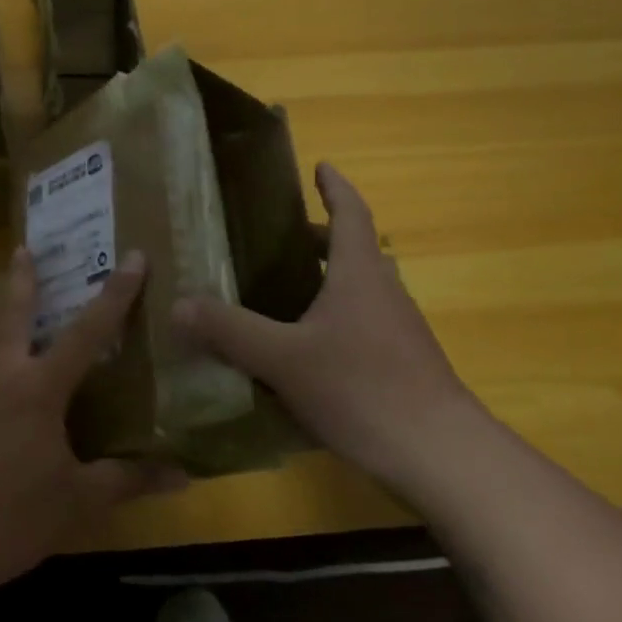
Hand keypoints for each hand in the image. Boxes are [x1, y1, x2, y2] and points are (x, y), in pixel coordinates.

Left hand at [0, 248, 178, 605]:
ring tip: (11, 296)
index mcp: (37, 387)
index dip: (115, 293)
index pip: (88, 330)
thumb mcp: (76, 502)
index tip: (132, 257)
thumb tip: (183, 476)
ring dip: (1, 309)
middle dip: (23, 278)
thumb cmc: (8, 518)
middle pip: (13, 311)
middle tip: (25, 248)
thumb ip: (127, 481)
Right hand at [172, 162, 483, 486]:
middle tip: (281, 239)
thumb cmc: (363, 389)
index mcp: (360, 275)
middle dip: (322, 238)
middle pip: (356, 251)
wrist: (443, 455)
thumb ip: (230, 330)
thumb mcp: (283, 359)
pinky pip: (366, 324)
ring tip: (286, 291)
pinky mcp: (405, 365)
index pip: (351, 215)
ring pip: (363, 290)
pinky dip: (337, 319)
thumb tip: (179, 304)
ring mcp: (400, 331)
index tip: (321, 166)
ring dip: (331, 280)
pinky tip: (308, 350)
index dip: (336, 188)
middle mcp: (384, 294)